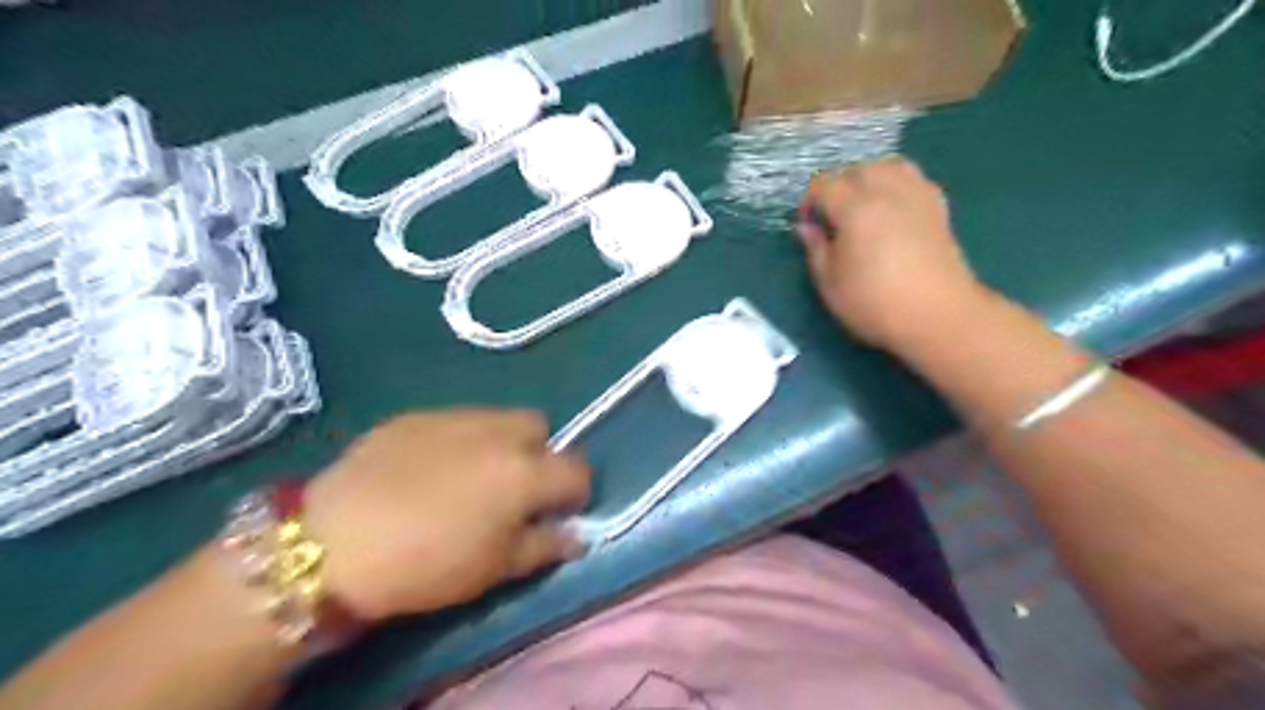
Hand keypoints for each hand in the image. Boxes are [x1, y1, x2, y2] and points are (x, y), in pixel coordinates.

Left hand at [302, 411, 591, 620]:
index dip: (575, 492)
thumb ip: (544, 547)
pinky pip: (454, 420)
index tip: (557, 513)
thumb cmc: (426, 564)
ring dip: (500, 443)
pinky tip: (426, 470)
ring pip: (498, 418)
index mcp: (525, 472)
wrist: (331, 543)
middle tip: (512, 489)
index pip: (577, 468)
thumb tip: (575, 537)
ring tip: (468, 477)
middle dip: (539, 454)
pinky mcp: (415, 415)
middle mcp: (499, 432)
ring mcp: (455, 416)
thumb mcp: (493, 568)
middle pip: (540, 428)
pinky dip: (457, 440)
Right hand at [798, 158, 986, 350]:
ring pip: (888, 166)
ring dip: (869, 179)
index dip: (809, 201)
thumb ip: (815, 248)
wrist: (938, 316)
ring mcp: (917, 196)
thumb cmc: (875, 303)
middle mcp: (888, 191)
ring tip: (861, 207)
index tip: (808, 226)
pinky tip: (890, 211)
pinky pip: (913, 179)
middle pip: (857, 169)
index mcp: (856, 208)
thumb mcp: (830, 283)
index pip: (824, 184)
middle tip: (831, 218)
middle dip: (838, 187)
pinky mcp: (938, 208)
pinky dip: (896, 185)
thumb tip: (807, 227)